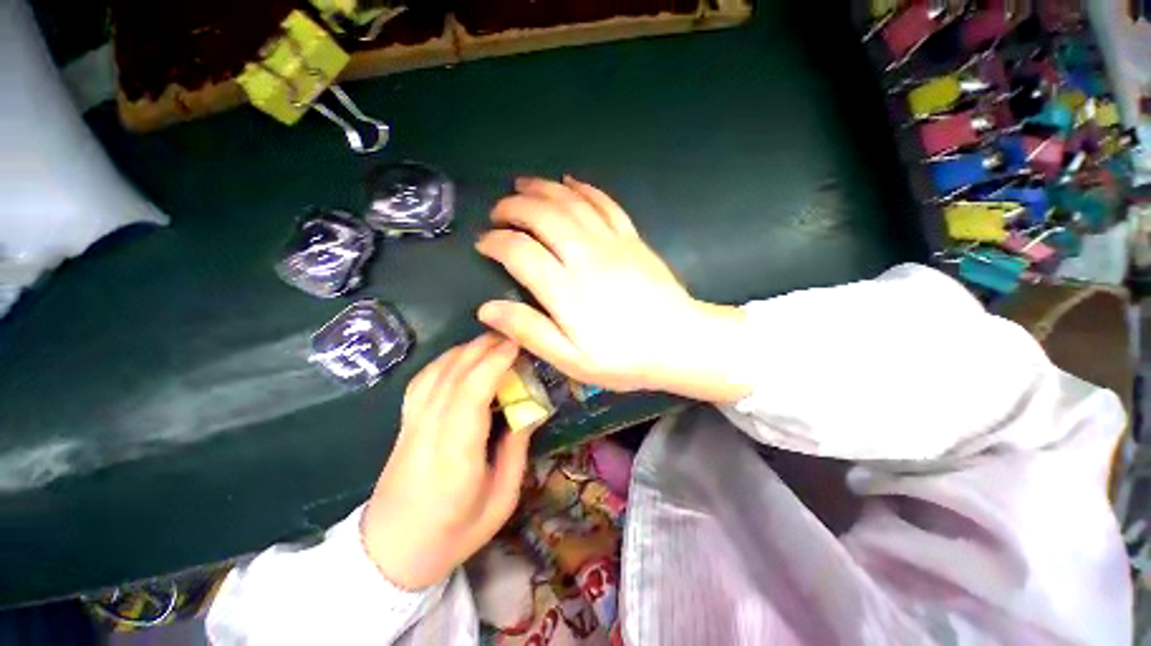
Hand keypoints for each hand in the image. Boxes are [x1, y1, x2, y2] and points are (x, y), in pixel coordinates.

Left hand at [360, 334, 528, 589]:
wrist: (390, 553)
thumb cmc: (453, 533)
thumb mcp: (501, 500)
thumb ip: (516, 450)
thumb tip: (529, 410)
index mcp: (456, 454)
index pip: (471, 392)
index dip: (494, 362)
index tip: (518, 344)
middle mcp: (428, 430)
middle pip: (454, 374)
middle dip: (485, 347)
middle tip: (514, 336)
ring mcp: (411, 423)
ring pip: (437, 371)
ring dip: (467, 349)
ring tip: (494, 342)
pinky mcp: (404, 422)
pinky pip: (423, 379)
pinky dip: (446, 360)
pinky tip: (462, 356)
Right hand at [475, 176, 752, 402]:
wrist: (679, 343)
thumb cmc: (624, 358)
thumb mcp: (572, 360)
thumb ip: (530, 332)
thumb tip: (487, 309)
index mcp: (567, 290)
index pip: (520, 252)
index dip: (496, 242)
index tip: (484, 244)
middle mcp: (586, 257)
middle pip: (543, 216)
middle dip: (513, 208)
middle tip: (498, 212)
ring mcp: (612, 242)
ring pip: (570, 202)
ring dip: (542, 189)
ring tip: (521, 186)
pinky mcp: (632, 238)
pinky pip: (605, 202)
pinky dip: (583, 188)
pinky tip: (569, 181)